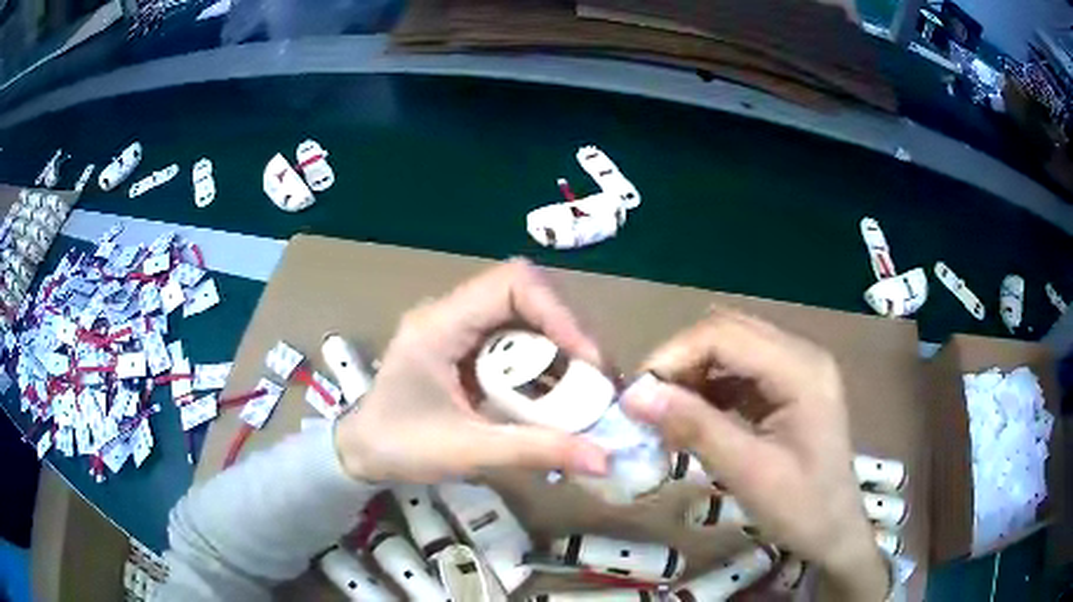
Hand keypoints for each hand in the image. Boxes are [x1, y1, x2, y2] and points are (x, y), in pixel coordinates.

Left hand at [334, 259, 608, 483]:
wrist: (361, 453)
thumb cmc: (398, 449)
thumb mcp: (466, 451)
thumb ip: (534, 451)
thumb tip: (604, 459)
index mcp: (439, 325)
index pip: (511, 283)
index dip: (557, 312)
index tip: (586, 360)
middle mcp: (449, 313)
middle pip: (524, 293)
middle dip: (566, 331)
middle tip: (592, 378)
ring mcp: (456, 326)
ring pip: (523, 314)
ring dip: (557, 345)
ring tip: (581, 386)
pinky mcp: (464, 345)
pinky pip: (514, 337)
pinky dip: (541, 359)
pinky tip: (551, 392)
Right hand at [621, 308, 888, 600]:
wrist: (834, 531)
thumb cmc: (802, 508)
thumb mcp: (748, 472)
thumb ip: (695, 428)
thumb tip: (634, 396)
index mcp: (802, 369)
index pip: (725, 334)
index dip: (674, 356)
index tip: (635, 396)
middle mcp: (801, 354)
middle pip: (727, 331)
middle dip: (680, 362)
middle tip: (646, 403)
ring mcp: (796, 368)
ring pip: (730, 347)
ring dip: (693, 373)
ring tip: (665, 412)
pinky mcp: (788, 386)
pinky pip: (739, 371)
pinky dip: (709, 388)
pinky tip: (693, 417)